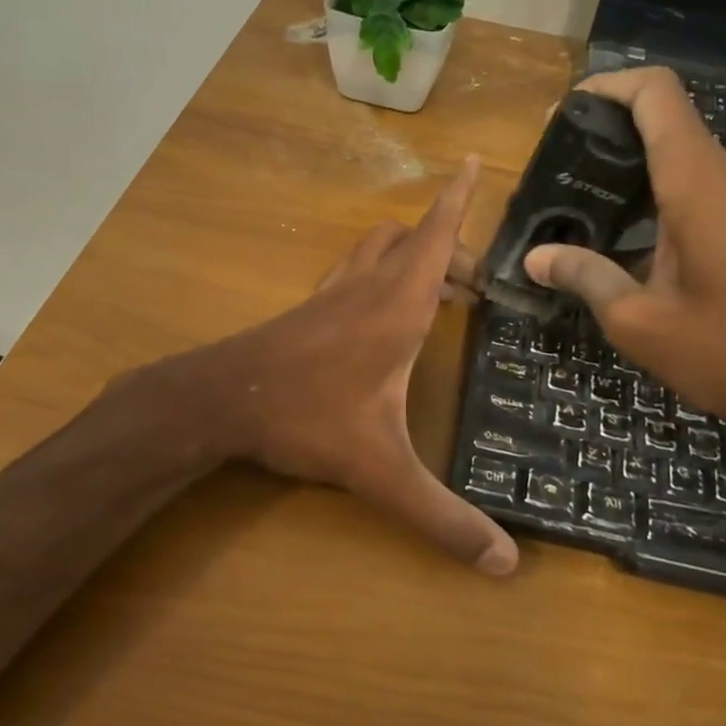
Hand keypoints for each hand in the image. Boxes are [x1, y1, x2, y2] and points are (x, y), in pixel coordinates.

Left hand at [189, 156, 517, 575]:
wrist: (220, 400)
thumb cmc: (306, 418)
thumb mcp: (381, 471)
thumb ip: (441, 516)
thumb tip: (505, 564)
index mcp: (397, 308)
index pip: (436, 238)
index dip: (459, 200)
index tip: (477, 161)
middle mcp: (367, 289)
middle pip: (412, 241)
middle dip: (448, 246)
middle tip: (475, 283)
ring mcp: (332, 296)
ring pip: (376, 250)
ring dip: (409, 254)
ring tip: (438, 289)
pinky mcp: (308, 311)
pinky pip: (351, 272)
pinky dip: (377, 272)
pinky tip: (378, 311)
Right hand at [522, 69, 725, 443]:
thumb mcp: (638, 320)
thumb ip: (585, 277)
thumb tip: (536, 258)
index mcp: (697, 182)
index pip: (656, 93)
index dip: (608, 87)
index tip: (564, 116)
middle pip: (665, 121)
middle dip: (608, 135)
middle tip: (557, 173)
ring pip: (681, 157)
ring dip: (631, 171)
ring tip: (579, 206)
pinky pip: (698, 188)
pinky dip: (656, 197)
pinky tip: (624, 240)